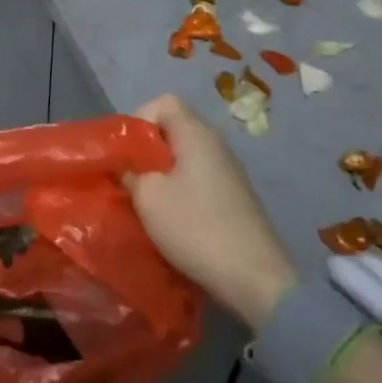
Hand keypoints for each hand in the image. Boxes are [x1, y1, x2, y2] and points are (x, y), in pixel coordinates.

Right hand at [127, 94, 296, 328]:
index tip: (126, 150)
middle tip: (129, 176)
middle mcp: (217, 145)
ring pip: (185, 157)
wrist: (255, 280)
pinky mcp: (235, 198)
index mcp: (197, 134)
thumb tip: (126, 168)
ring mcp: (230, 172)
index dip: (139, 118)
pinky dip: (180, 190)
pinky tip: (172, 217)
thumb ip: (129, 174)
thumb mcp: (148, 198)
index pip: (164, 102)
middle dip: (146, 149)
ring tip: (146, 200)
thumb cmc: (196, 227)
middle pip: (174, 129)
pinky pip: (198, 179)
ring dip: (162, 173)